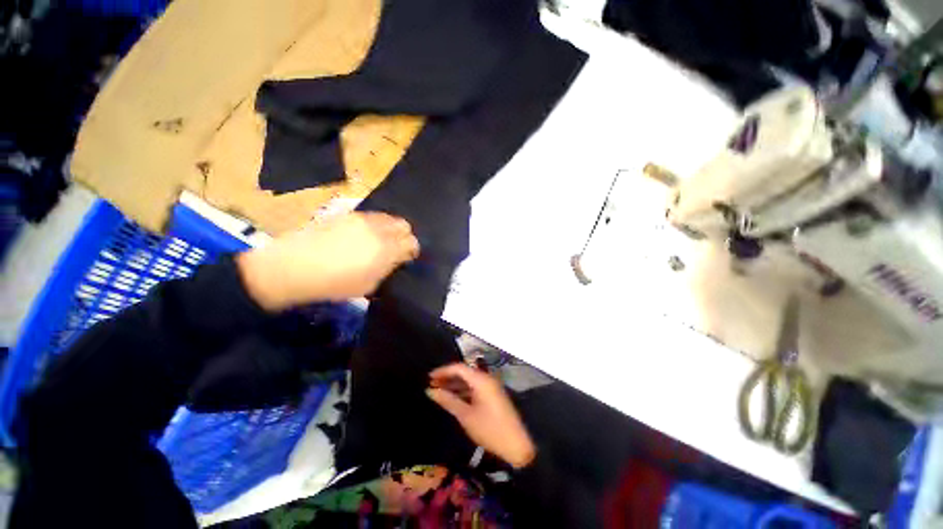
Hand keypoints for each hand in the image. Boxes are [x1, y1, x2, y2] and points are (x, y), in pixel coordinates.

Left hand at [237, 212, 419, 310]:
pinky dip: (376, 224)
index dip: (413, 250)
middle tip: (397, 248)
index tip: (408, 258)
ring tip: (381, 240)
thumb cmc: (335, 283)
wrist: (295, 266)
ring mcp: (362, 219)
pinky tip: (365, 235)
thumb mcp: (369, 285)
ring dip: (391, 228)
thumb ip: (388, 269)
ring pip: (389, 217)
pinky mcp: (348, 214)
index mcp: (386, 249)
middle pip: (404, 224)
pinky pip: (372, 216)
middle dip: (405, 236)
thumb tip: (396, 260)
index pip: (412, 242)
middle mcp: (378, 229)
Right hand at [427, 363, 535, 468]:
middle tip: (431, 385)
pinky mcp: (492, 395)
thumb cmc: (489, 429)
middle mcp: (486, 378)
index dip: (443, 371)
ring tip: (438, 392)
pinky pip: (475, 387)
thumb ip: (448, 400)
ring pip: (469, 380)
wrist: (517, 445)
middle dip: (447, 377)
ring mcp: (491, 387)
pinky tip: (453, 398)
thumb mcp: (466, 415)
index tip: (428, 378)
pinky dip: (463, 391)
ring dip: (454, 385)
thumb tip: (430, 391)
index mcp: (481, 379)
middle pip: (464, 372)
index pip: (459, 368)